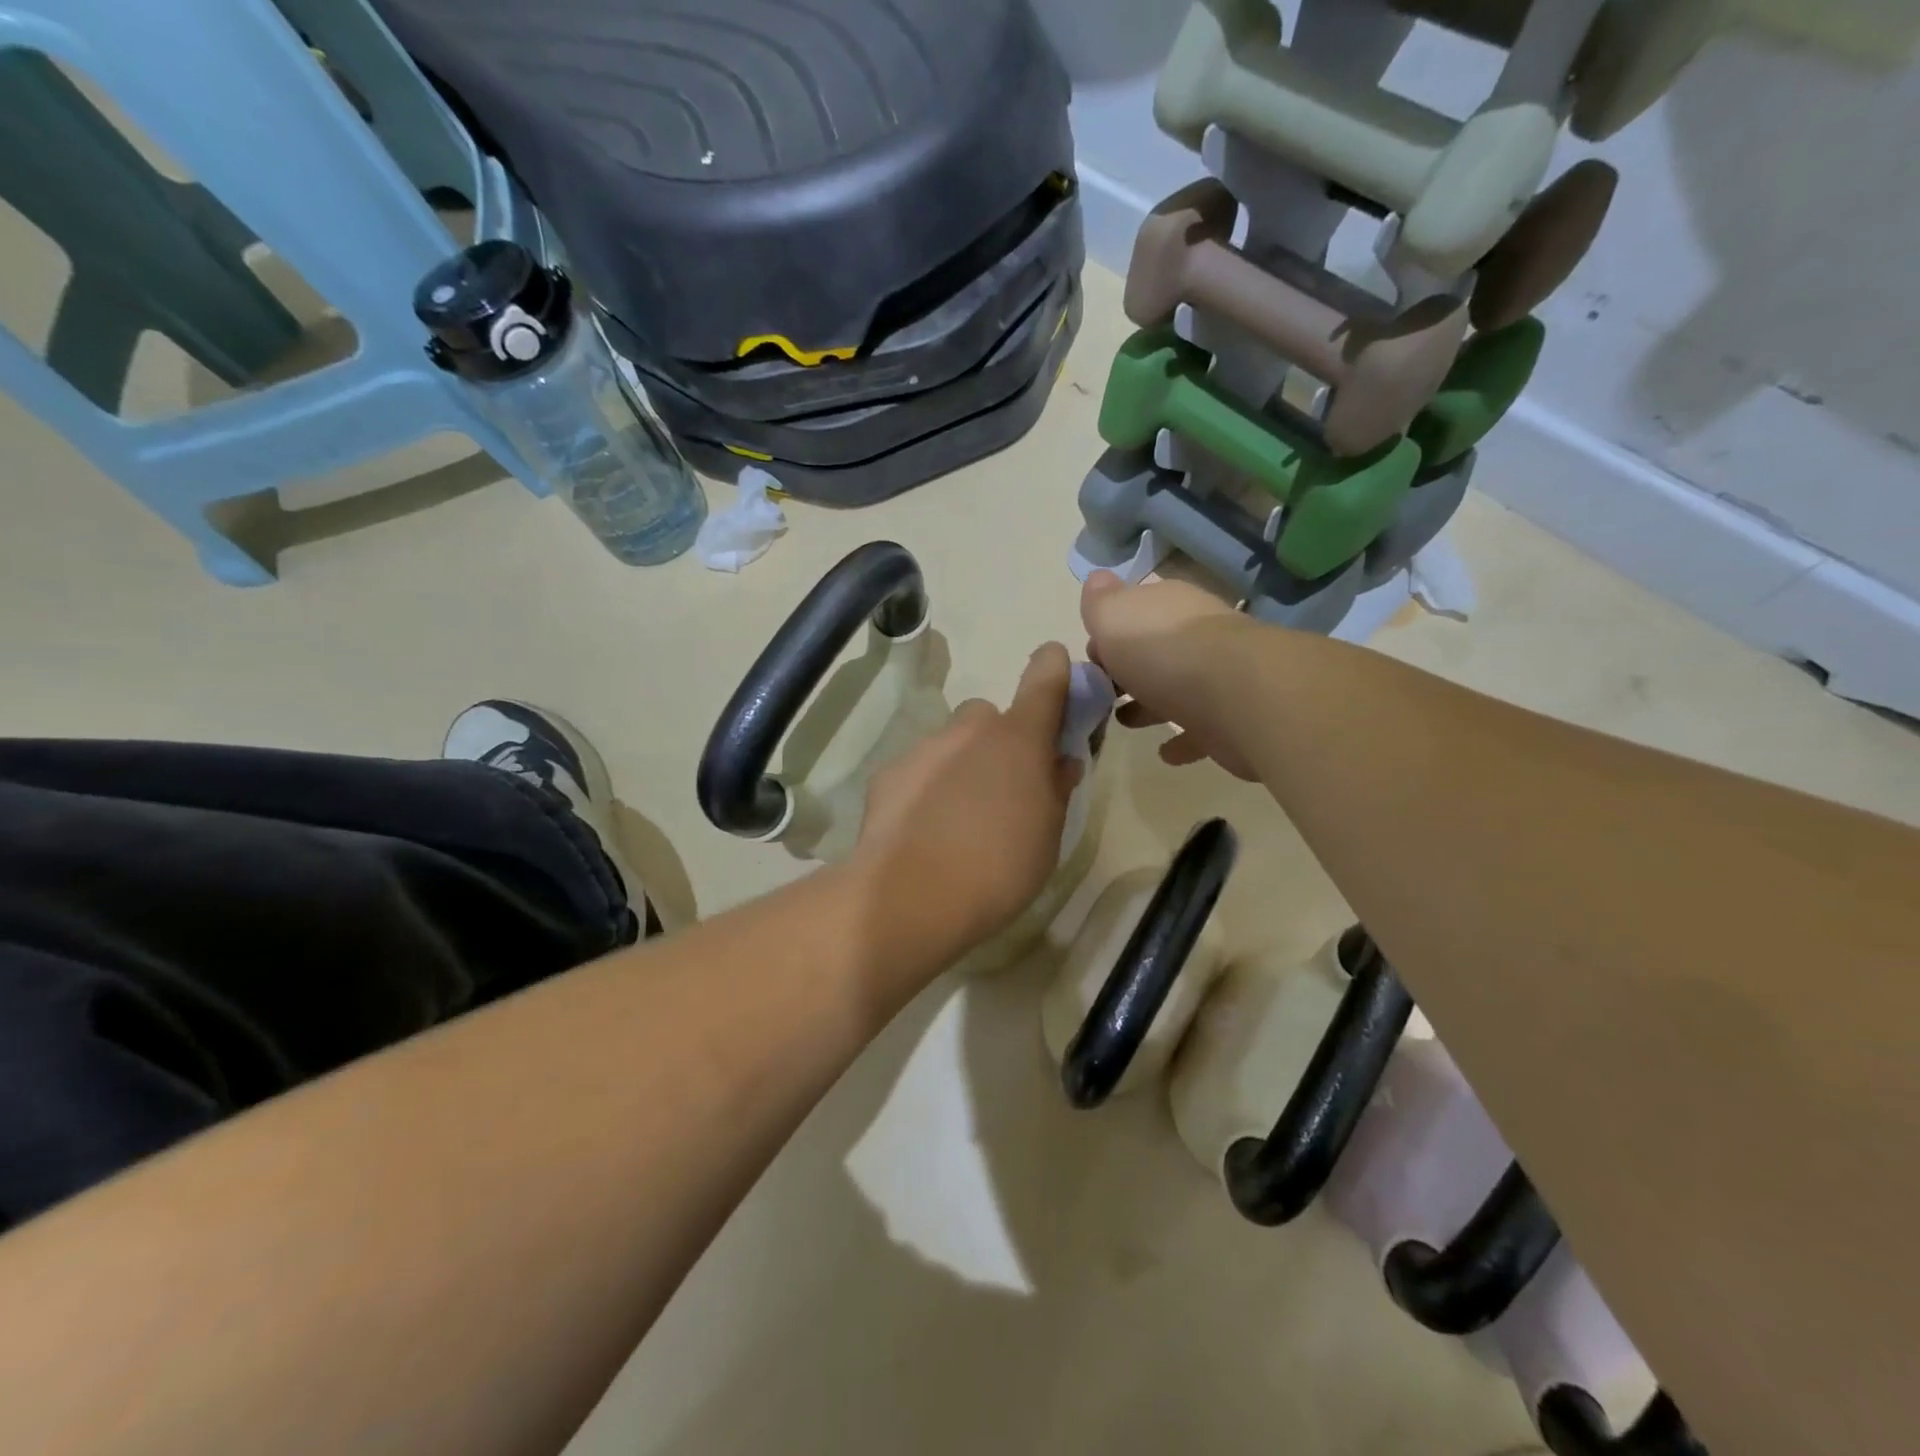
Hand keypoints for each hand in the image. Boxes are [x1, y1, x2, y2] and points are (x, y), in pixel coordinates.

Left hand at [852, 643, 1080, 973]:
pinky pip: (918, 769)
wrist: (911, 897)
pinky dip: (925, 788)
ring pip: (950, 744)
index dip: (1054, 668)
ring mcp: (924, 748)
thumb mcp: (1047, 836)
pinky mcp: (888, 773)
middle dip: (998, 742)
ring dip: (960, 766)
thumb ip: (1055, 789)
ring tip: (957, 820)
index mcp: (1019, 739)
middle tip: (1001, 788)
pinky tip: (922, 830)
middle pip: (989, 717)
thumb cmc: (998, 869)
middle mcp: (970, 729)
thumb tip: (1059, 762)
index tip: (1056, 671)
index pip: (1045, 678)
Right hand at [1081, 572, 1259, 779]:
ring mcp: (1218, 675)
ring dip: (1150, 704)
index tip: (1091, 660)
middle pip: (1155, 650)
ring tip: (1124, 721)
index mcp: (1168, 605)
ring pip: (1177, 688)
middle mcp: (1196, 633)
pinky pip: (1200, 728)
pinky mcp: (1231, 716)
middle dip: (1129, 670)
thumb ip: (1100, 602)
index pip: (1135, 612)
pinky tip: (1165, 751)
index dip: (1109, 635)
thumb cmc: (1161, 650)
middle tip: (1103, 694)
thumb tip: (1098, 579)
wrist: (1234, 693)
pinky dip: (1182, 738)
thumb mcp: (1113, 616)